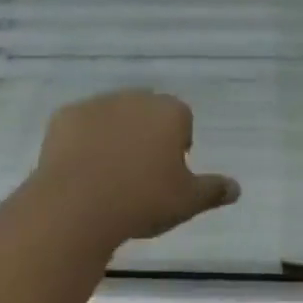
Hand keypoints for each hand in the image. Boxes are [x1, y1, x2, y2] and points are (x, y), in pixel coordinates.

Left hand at [31, 90, 240, 252]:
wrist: (78, 204)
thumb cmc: (142, 200)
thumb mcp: (187, 201)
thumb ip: (213, 190)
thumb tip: (236, 188)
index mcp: (169, 112)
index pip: (181, 120)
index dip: (177, 146)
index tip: (168, 175)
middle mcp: (136, 98)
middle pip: (146, 113)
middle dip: (145, 136)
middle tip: (138, 176)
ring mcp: (98, 103)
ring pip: (112, 116)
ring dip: (114, 136)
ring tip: (107, 177)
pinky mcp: (66, 116)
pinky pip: (79, 126)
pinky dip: (81, 142)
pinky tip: (79, 172)